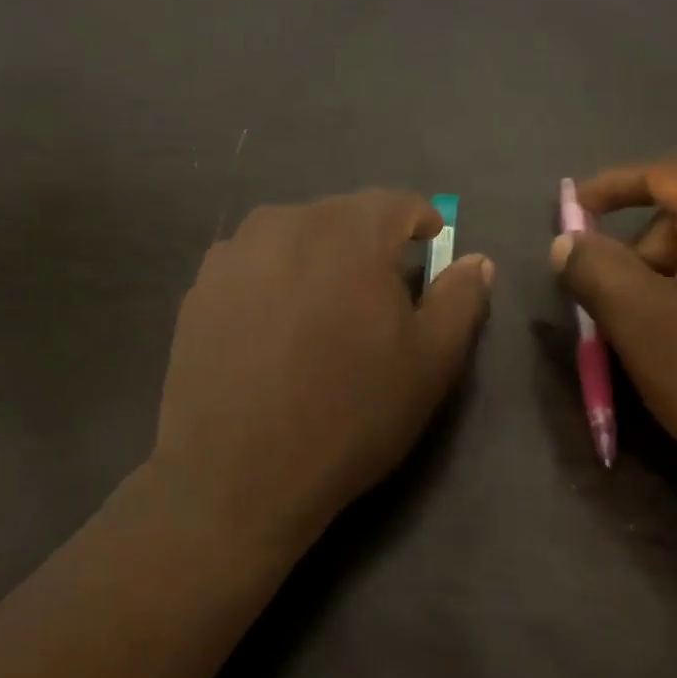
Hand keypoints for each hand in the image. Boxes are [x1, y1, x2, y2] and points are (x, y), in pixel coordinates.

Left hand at [151, 190, 493, 557]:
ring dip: (316, 263)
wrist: (238, 473)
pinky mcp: (198, 288)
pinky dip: (272, 285)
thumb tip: (478, 261)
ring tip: (321, 317)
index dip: (421, 225)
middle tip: (376, 299)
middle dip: (367, 247)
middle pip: (342, 218)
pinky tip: (272, 334)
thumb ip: (461, 299)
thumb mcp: (430, 362)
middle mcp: (286, 222)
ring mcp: (234, 253)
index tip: (428, 252)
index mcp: (350, 230)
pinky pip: (252, 268)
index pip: (398, 204)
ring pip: (293, 240)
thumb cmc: (350, 414)